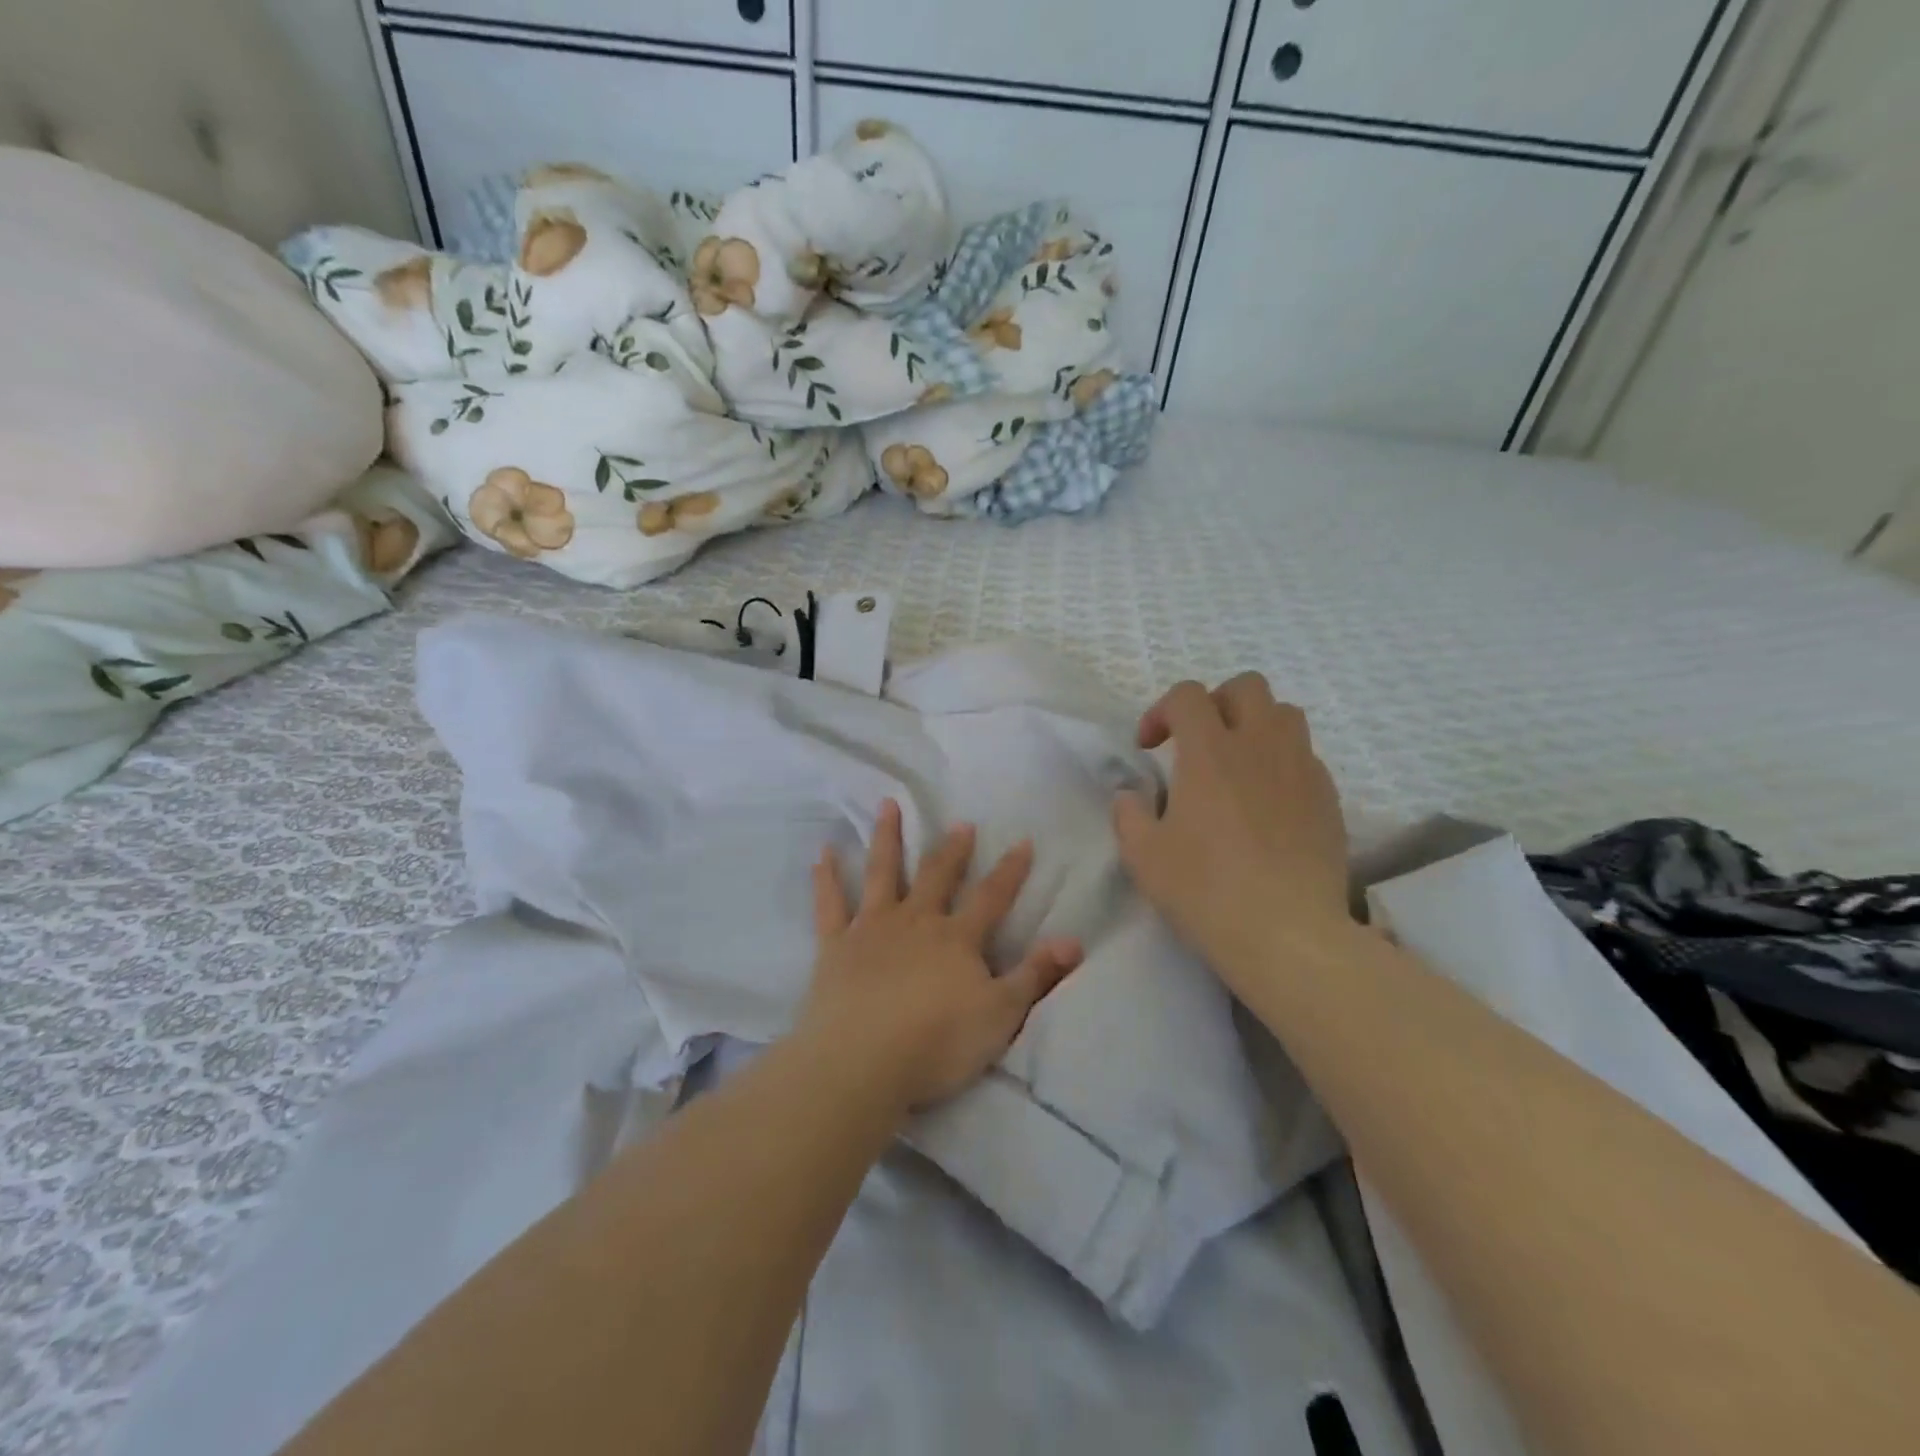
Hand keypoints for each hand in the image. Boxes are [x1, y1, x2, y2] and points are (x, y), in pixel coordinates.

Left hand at [797, 798, 1082, 1115]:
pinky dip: (827, 877)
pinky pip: (830, 904)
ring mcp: (872, 929)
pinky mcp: (836, 946)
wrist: (862, 1063)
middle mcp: (915, 921)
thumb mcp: (1001, 1015)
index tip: (1022, 841)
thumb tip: (1074, 941)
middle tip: (960, 823)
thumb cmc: (937, 1043)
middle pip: (937, 876)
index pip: (991, 897)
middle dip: (952, 849)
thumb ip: (1035, 975)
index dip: (1010, 871)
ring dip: (886, 838)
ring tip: (887, 805)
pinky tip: (823, 852)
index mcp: (956, 939)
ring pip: (882, 873)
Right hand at [1113, 675, 1352, 980]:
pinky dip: (1282, 763)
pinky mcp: (1328, 798)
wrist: (1287, 933)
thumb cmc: (1205, 890)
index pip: (1188, 695)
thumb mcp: (1143, 856)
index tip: (1149, 748)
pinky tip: (1268, 803)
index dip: (1161, 711)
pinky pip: (1306, 757)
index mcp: (1210, 751)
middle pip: (1246, 686)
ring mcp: (1302, 769)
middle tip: (1197, 743)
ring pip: (1285, 714)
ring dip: (1255, 725)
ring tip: (1237, 765)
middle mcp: (1260, 745)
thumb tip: (1130, 796)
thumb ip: (1129, 814)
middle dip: (1216, 703)